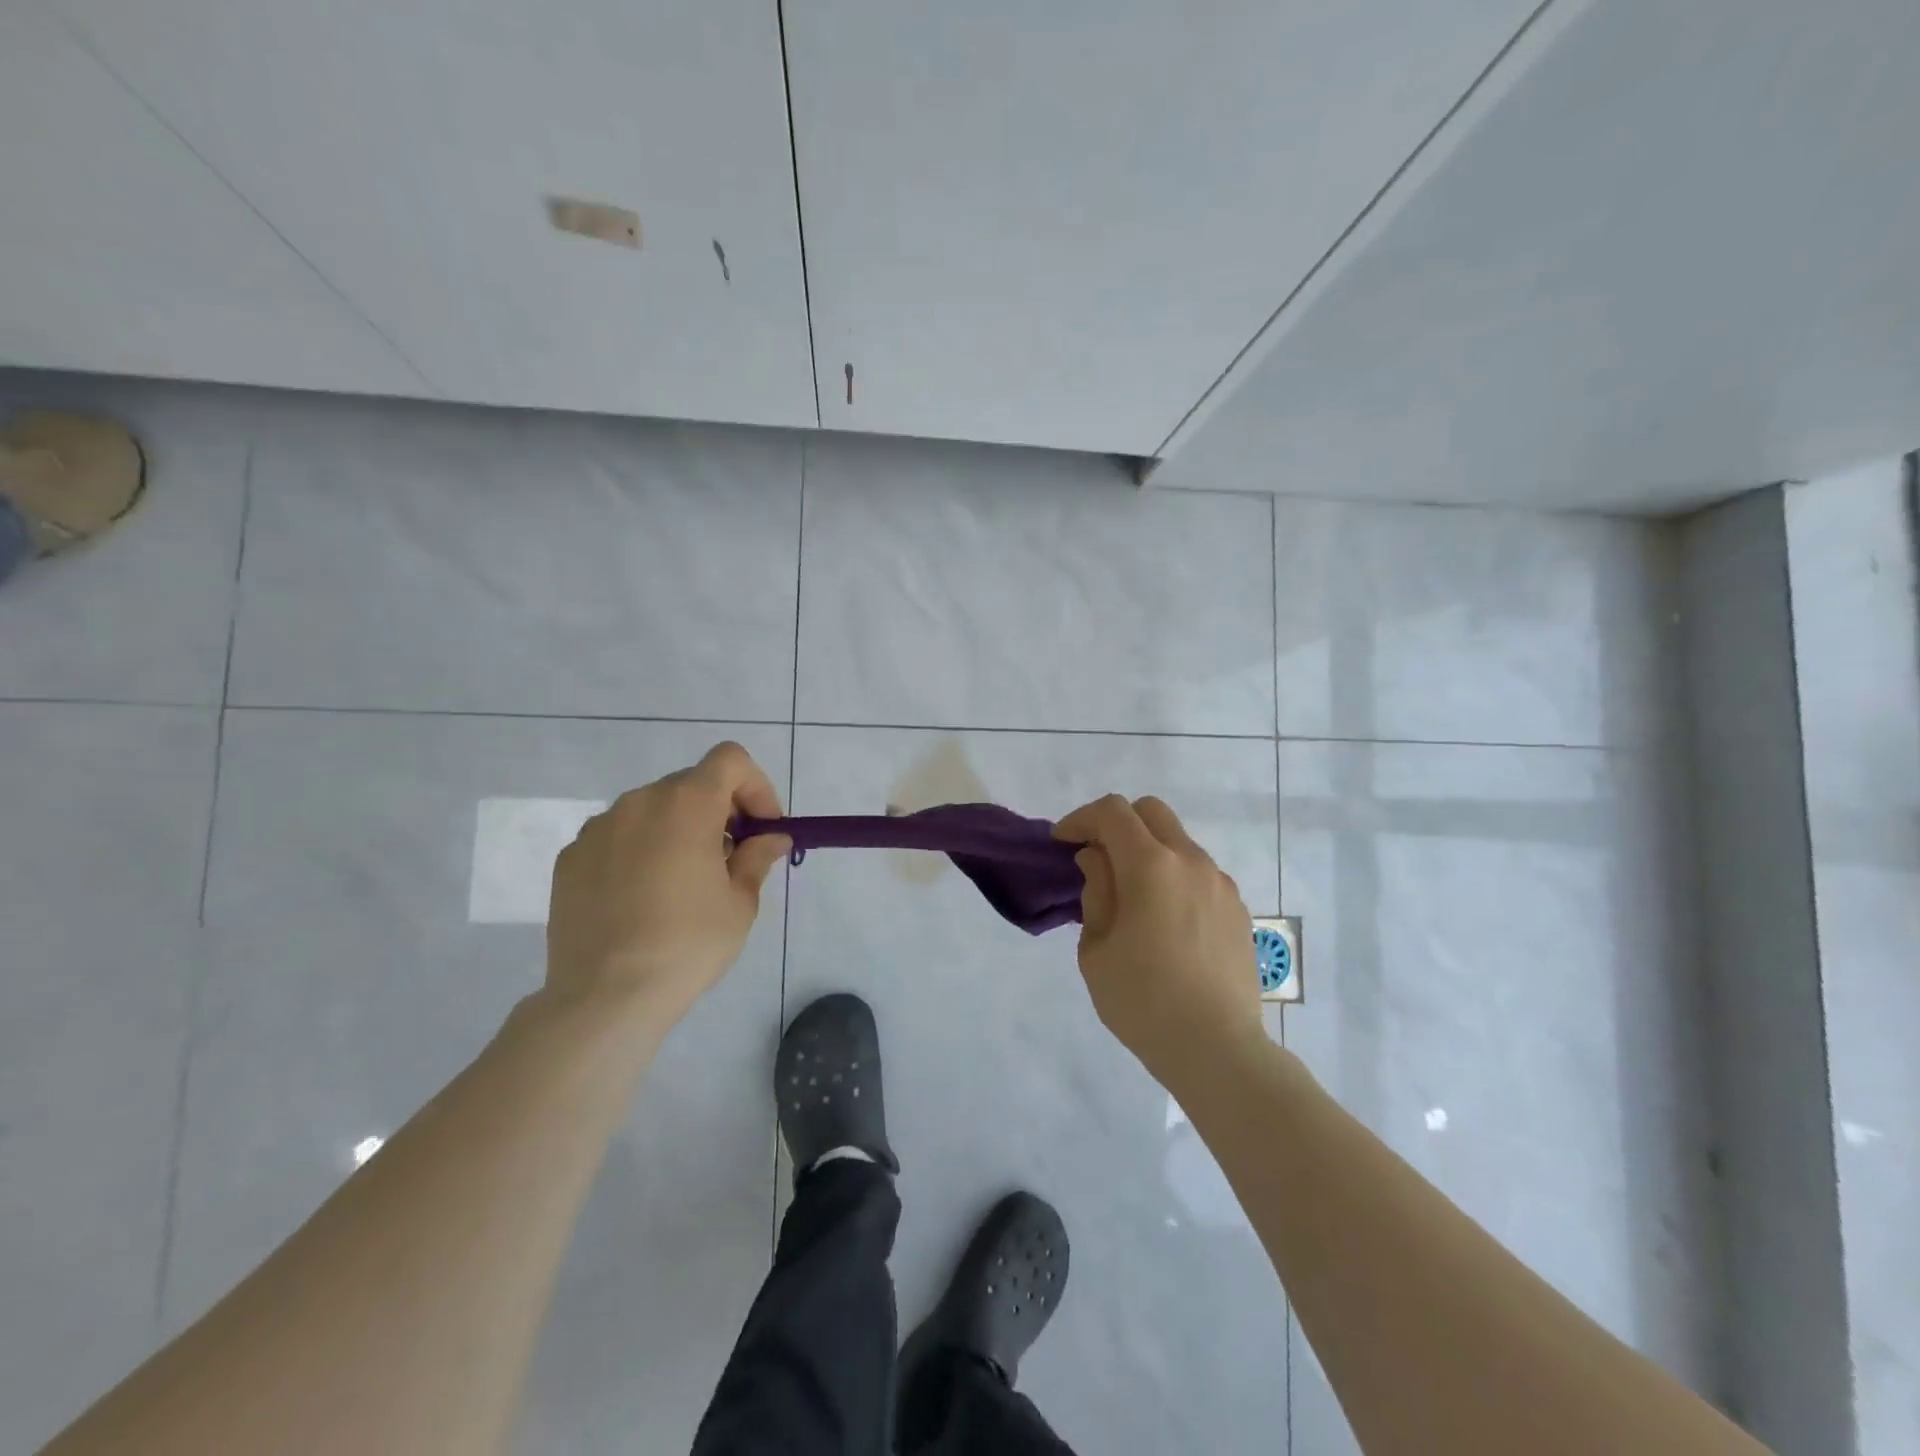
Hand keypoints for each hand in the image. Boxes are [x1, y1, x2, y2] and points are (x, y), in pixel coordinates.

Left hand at [546, 741, 790, 1031]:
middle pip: (691, 784)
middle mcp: (639, 802)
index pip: (730, 760)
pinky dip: (640, 850)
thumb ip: (758, 857)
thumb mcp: (740, 902)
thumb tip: (770, 838)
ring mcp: (598, 828)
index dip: (755, 786)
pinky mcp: (571, 857)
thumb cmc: (687, 944)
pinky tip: (642, 897)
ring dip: (678, 829)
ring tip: (684, 881)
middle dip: (719, 811)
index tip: (762, 828)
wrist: (604, 997)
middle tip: (731, 857)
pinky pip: (618, 837)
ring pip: (652, 809)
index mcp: (687, 804)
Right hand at [1053, 795, 1262, 1088]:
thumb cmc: (1143, 1001)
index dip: (1080, 819)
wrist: (1217, 1049)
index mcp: (1151, 866)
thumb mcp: (1096, 949)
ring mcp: (1220, 883)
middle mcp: (1191, 861)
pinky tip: (1163, 918)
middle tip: (1095, 857)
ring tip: (1130, 894)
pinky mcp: (1237, 908)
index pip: (1112, 812)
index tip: (1062, 844)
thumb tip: (1098, 859)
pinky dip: (1173, 875)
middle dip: (1116, 822)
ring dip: (1147, 850)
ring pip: (1177, 840)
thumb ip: (1096, 892)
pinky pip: (1198, 872)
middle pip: (1150, 811)